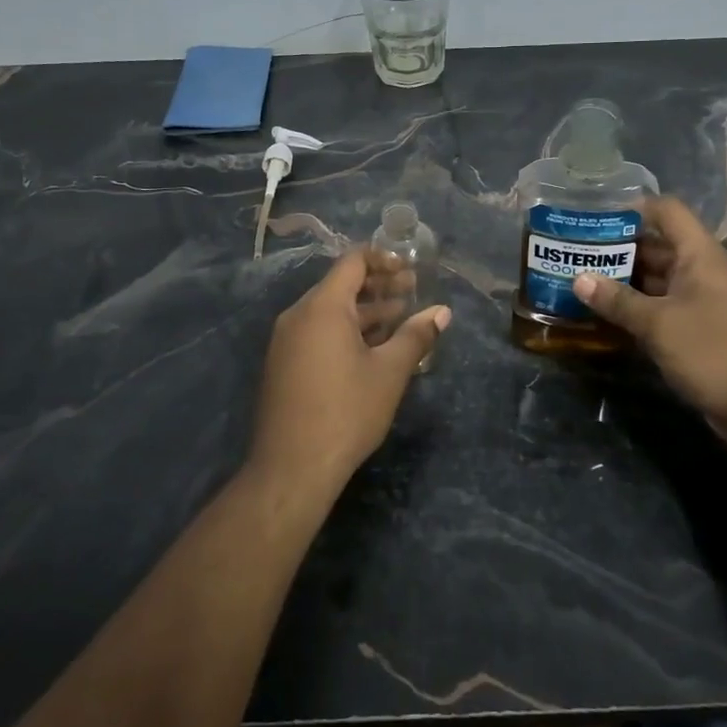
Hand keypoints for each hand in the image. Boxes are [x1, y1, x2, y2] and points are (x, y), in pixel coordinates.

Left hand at [251, 246, 450, 489]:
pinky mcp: (284, 364)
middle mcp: (298, 315)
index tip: (410, 269)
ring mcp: (287, 341)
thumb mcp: (390, 372)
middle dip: (378, 286)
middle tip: (413, 292)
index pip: (352, 262)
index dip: (383, 259)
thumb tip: (442, 312)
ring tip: (401, 319)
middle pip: (340, 285)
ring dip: (365, 311)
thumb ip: (416, 336)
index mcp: (323, 307)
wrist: (292, 467)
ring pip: (330, 312)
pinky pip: (318, 333)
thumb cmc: (346, 411)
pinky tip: (373, 349)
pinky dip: (346, 331)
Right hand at [572, 195, 726, 442]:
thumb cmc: (713, 351)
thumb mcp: (658, 324)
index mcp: (699, 254)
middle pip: (656, 244)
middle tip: (574, 253)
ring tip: (580, 281)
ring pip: (656, 278)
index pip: (665, 210)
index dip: (631, 208)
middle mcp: (701, 269)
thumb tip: (579, 279)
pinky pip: (661, 305)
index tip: (593, 218)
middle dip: (616, 248)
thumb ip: (617, 300)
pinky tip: (604, 313)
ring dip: (622, 280)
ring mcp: (701, 299)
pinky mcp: (698, 327)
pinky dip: (635, 306)